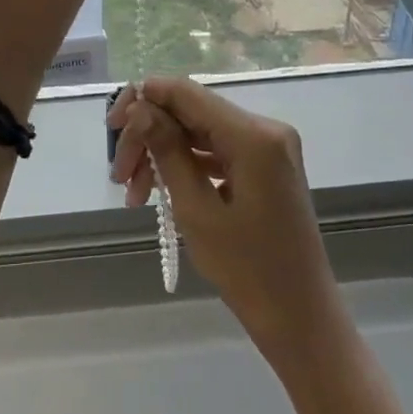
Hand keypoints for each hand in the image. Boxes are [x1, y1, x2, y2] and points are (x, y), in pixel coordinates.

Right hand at [108, 77, 341, 371]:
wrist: (301, 320)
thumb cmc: (249, 271)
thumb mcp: (196, 210)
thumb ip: (167, 150)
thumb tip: (139, 106)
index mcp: (253, 135)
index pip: (186, 93)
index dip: (143, 99)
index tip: (111, 128)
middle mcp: (264, 129)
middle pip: (189, 113)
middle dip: (148, 138)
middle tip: (118, 177)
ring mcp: (267, 148)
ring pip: (198, 133)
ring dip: (161, 155)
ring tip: (134, 196)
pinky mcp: (265, 167)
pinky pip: (215, 152)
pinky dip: (184, 167)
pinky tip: (159, 193)